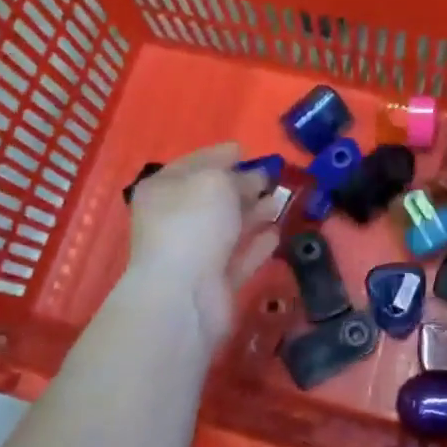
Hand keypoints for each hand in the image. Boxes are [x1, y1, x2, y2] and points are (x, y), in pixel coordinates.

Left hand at [125, 143, 278, 348]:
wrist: (183, 296)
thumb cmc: (193, 224)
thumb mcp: (215, 182)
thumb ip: (237, 176)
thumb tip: (253, 178)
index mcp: (164, 189)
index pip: (194, 163)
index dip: (220, 155)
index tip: (246, 150)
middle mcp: (175, 219)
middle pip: (213, 196)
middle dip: (242, 185)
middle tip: (274, 176)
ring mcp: (194, 252)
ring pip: (229, 226)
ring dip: (255, 212)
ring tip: (282, 199)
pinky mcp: (214, 281)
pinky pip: (239, 256)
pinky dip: (257, 244)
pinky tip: (277, 233)